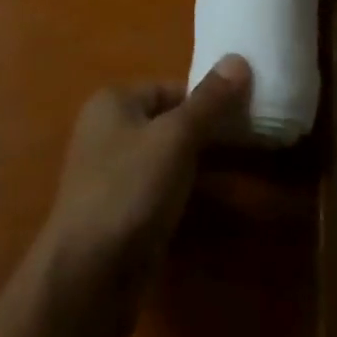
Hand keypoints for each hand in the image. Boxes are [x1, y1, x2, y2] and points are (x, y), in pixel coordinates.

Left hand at [37, 56, 252, 336]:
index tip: (245, 113)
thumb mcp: (176, 138)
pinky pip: (158, 191)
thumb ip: (209, 101)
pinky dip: (183, 194)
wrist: (87, 278)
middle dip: (206, 132)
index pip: (171, 88)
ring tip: (240, 173)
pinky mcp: (118, 214)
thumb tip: (239, 58)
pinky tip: (210, 207)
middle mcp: (107, 131)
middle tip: (249, 143)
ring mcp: (110, 175)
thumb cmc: (130, 190)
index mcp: (113, 102)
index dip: (207, 99)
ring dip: (197, 166)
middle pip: (168, 122)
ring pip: (165, 159)